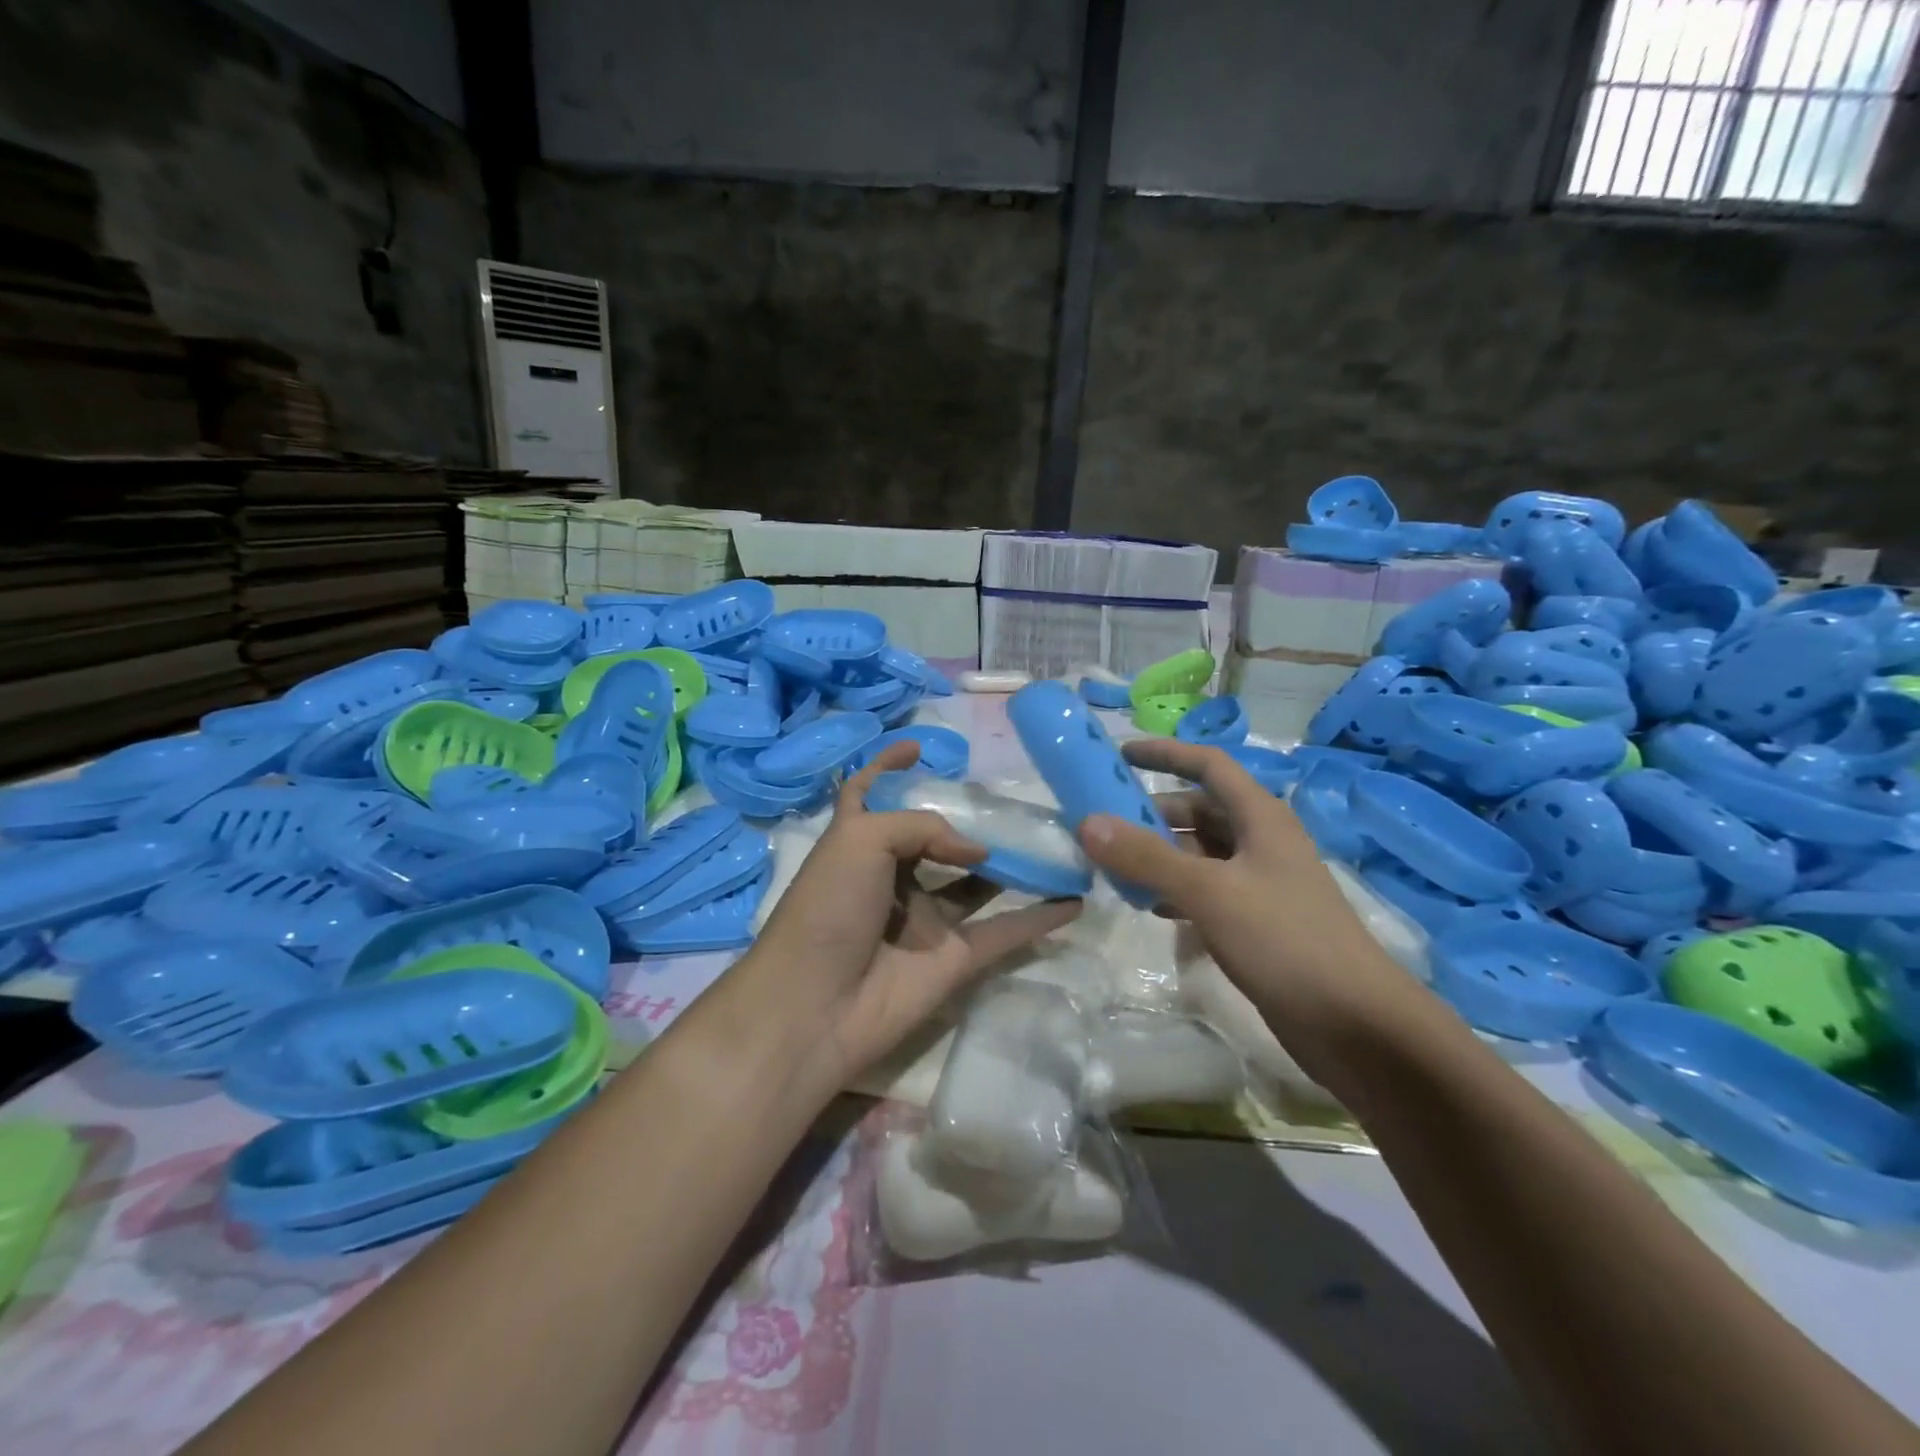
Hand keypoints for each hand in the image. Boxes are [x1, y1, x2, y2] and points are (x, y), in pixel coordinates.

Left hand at [733, 741, 1081, 1090]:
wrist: (816, 1006)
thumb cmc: (828, 907)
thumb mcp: (862, 838)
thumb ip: (924, 826)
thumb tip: (979, 849)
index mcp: (859, 843)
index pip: (870, 793)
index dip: (887, 767)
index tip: (918, 747)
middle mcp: (893, 877)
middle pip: (934, 839)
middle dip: (968, 819)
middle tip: (1010, 799)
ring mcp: (926, 920)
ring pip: (977, 883)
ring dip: (1012, 864)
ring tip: (1051, 838)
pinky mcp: (954, 958)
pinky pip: (1006, 932)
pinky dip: (1040, 918)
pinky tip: (1075, 898)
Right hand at [1076, 738, 1411, 1033]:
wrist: (1356, 1024)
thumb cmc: (1285, 941)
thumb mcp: (1209, 892)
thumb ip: (1146, 857)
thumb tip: (1086, 823)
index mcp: (1260, 817)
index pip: (1208, 765)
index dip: (1165, 754)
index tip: (1120, 753)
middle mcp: (1260, 841)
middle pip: (1198, 811)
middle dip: (1151, 815)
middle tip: (1103, 828)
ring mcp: (1260, 882)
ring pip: (1199, 853)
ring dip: (1158, 856)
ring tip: (1114, 870)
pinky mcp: (1256, 920)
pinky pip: (1205, 890)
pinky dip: (1174, 890)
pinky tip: (1149, 908)